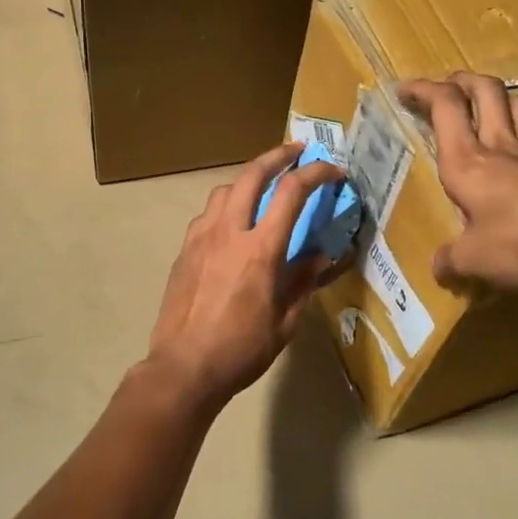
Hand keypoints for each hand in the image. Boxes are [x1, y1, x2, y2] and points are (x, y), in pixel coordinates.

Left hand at [143, 144, 344, 413]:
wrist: (183, 367)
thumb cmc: (241, 350)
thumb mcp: (285, 322)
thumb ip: (303, 282)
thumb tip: (320, 256)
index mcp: (260, 250)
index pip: (292, 193)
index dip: (316, 173)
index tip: (333, 170)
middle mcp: (228, 232)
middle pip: (252, 174)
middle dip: (278, 155)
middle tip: (296, 151)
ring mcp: (201, 237)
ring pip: (225, 189)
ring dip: (249, 179)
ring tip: (263, 186)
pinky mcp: (184, 249)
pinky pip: (208, 213)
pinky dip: (226, 205)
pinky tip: (233, 222)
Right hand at [399, 73, 517, 293]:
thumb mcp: (473, 260)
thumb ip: (451, 260)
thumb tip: (438, 267)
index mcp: (467, 161)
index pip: (444, 107)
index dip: (423, 90)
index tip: (405, 90)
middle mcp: (503, 147)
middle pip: (486, 91)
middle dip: (465, 81)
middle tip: (451, 86)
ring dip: (507, 101)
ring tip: (496, 111)